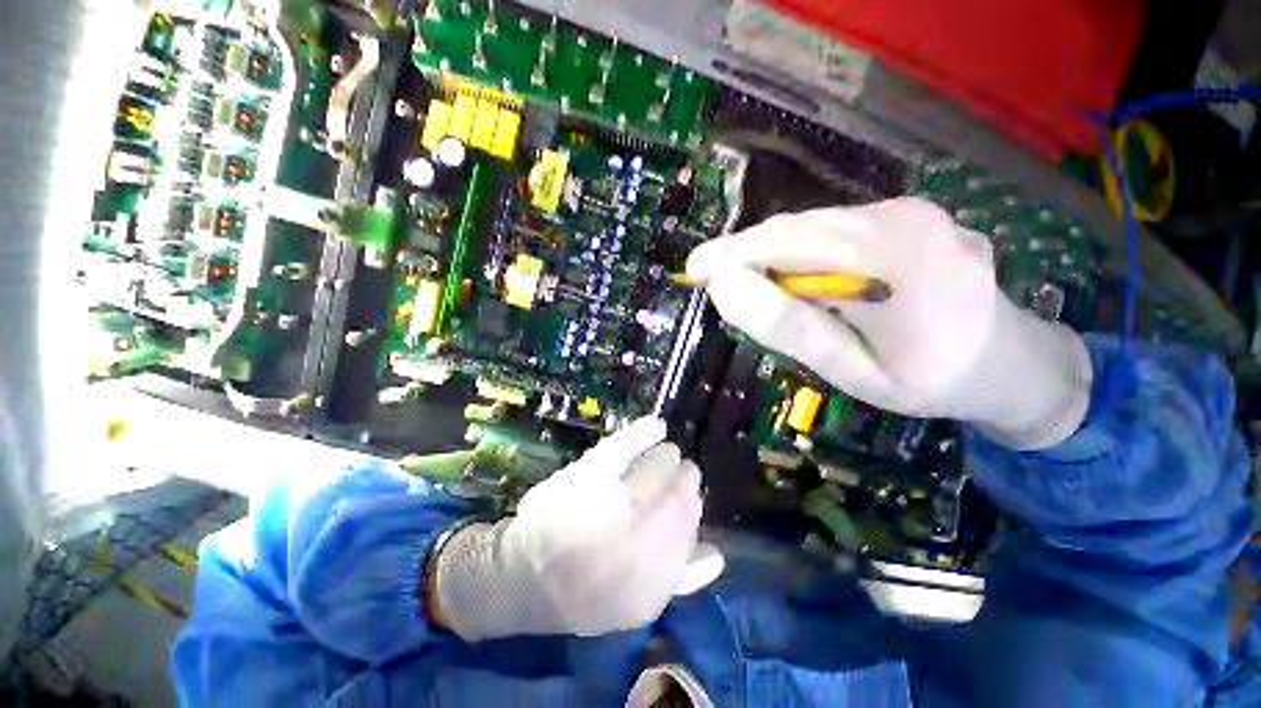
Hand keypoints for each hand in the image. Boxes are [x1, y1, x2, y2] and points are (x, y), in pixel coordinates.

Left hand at [433, 417, 702, 640]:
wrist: (529, 575)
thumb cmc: (586, 593)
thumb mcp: (639, 604)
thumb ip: (681, 580)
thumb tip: (717, 553)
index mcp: (657, 571)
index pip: (692, 522)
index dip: (693, 504)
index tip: (690, 495)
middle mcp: (643, 535)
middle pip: (681, 492)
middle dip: (685, 478)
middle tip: (681, 472)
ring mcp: (618, 500)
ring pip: (662, 465)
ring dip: (668, 457)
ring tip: (667, 455)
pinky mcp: (595, 472)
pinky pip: (629, 443)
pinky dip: (647, 430)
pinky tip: (657, 425)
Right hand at [686, 197, 1091, 449]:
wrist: (1007, 361)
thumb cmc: (927, 379)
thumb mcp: (851, 370)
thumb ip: (789, 327)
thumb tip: (726, 287)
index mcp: (892, 263)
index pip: (788, 242)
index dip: (732, 253)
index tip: (695, 270)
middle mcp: (903, 219)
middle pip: (798, 227)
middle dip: (749, 254)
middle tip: (721, 287)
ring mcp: (910, 210)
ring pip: (814, 225)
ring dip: (777, 256)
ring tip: (765, 292)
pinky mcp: (908, 213)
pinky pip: (836, 227)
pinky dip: (805, 252)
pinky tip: (807, 282)